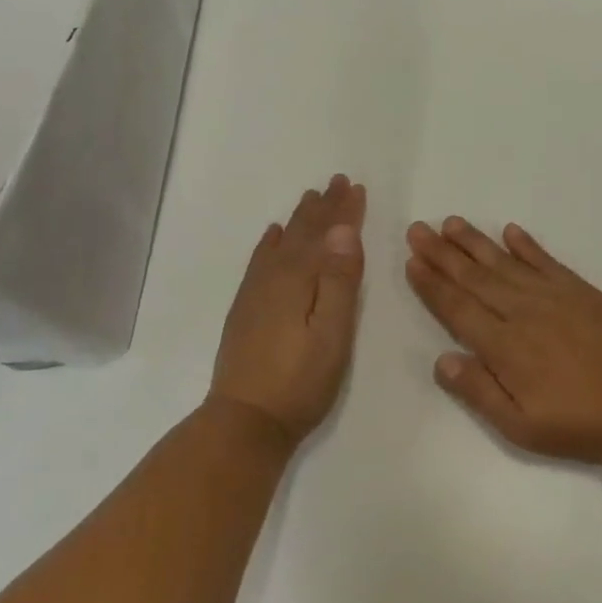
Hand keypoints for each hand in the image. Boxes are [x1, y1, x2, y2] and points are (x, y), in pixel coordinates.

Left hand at [210, 175, 366, 445]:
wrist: (245, 421)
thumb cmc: (300, 381)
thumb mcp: (332, 333)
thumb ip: (339, 281)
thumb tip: (344, 230)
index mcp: (300, 280)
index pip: (327, 235)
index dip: (343, 212)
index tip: (355, 186)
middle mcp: (275, 277)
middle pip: (302, 233)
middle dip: (323, 207)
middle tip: (336, 181)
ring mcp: (256, 292)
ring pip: (281, 242)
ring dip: (299, 219)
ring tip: (310, 198)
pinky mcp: (246, 308)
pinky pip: (259, 261)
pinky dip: (270, 242)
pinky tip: (273, 236)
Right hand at [404, 217, 601, 465]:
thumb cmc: (580, 425)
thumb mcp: (522, 426)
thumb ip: (479, 391)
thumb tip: (441, 359)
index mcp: (505, 347)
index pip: (458, 308)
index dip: (433, 285)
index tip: (412, 261)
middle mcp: (524, 312)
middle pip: (475, 278)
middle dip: (443, 254)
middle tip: (419, 230)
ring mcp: (556, 297)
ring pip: (506, 263)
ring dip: (476, 243)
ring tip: (452, 223)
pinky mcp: (583, 291)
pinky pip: (547, 261)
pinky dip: (527, 245)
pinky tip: (511, 231)